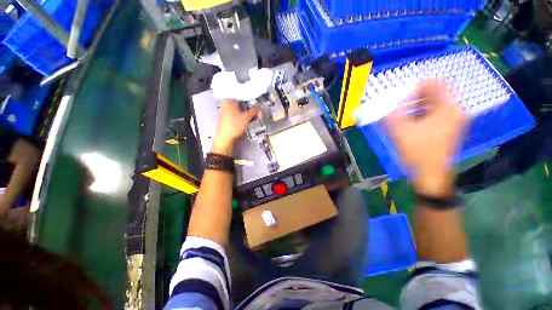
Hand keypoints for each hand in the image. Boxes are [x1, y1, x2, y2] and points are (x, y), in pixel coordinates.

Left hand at [212, 99, 259, 154]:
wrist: (225, 138)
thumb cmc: (235, 125)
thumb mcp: (246, 118)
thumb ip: (253, 111)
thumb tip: (260, 107)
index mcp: (228, 100)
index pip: (239, 93)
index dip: (247, 94)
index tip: (254, 95)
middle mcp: (225, 103)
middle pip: (237, 99)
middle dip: (246, 101)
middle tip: (254, 102)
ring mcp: (224, 110)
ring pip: (236, 106)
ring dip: (243, 107)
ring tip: (251, 108)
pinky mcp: (224, 116)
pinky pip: (234, 111)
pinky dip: (239, 111)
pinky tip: (245, 114)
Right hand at [385, 81, 466, 195]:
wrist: (431, 176)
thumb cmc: (418, 153)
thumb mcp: (401, 132)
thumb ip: (392, 114)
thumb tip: (387, 103)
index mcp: (448, 109)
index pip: (435, 84)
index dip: (416, 87)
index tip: (401, 98)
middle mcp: (455, 111)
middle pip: (435, 94)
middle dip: (414, 98)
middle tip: (399, 107)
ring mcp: (455, 121)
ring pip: (435, 104)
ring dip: (417, 106)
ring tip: (402, 116)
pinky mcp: (450, 129)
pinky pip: (436, 114)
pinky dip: (422, 114)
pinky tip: (410, 124)